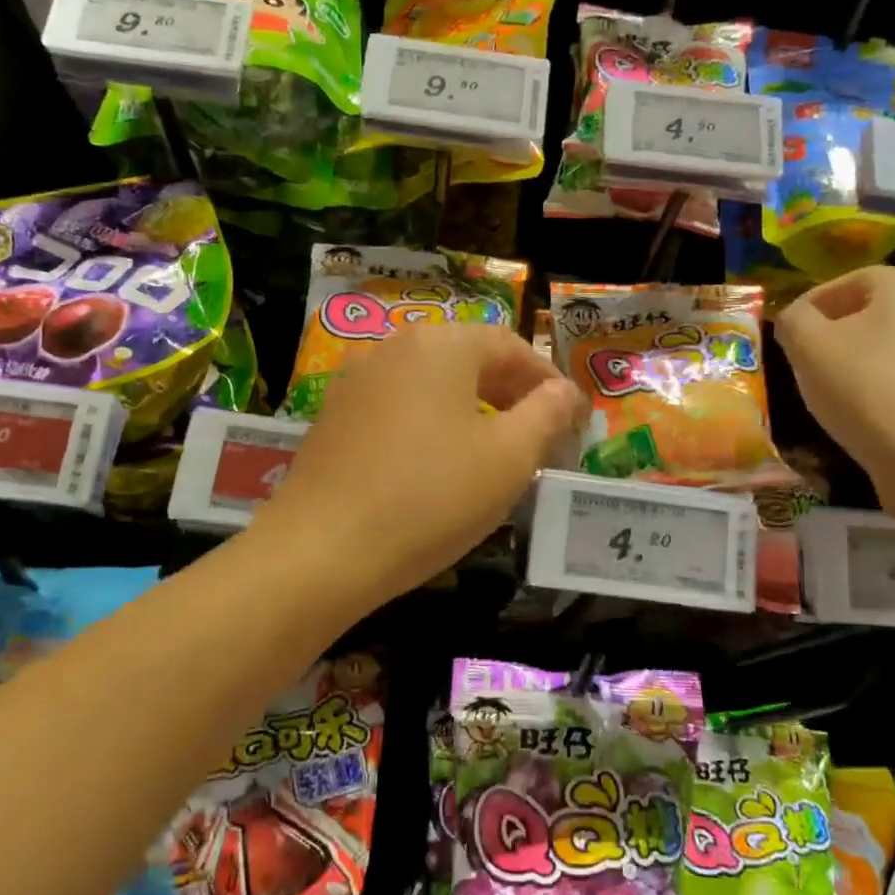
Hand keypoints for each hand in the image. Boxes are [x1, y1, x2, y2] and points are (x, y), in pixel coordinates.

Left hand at [248, 322, 588, 611]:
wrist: (322, 550)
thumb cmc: (431, 497)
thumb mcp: (508, 458)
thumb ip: (547, 414)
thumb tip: (567, 391)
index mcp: (441, 344)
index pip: (511, 346)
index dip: (547, 380)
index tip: (572, 418)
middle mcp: (394, 348)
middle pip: (469, 359)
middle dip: (512, 394)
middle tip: (541, 435)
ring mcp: (357, 381)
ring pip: (433, 385)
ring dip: (473, 410)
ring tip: (496, 452)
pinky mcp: (334, 417)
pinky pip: (400, 408)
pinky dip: (433, 425)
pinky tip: (441, 465)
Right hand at [773, 266, 894, 488]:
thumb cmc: (865, 390)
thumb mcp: (807, 347)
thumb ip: (793, 320)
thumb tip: (796, 317)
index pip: (854, 279)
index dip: (818, 300)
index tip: (793, 330)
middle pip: (881, 312)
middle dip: (844, 331)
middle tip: (813, 360)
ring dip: (870, 361)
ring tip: (840, 392)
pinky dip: (893, 390)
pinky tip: (874, 417)